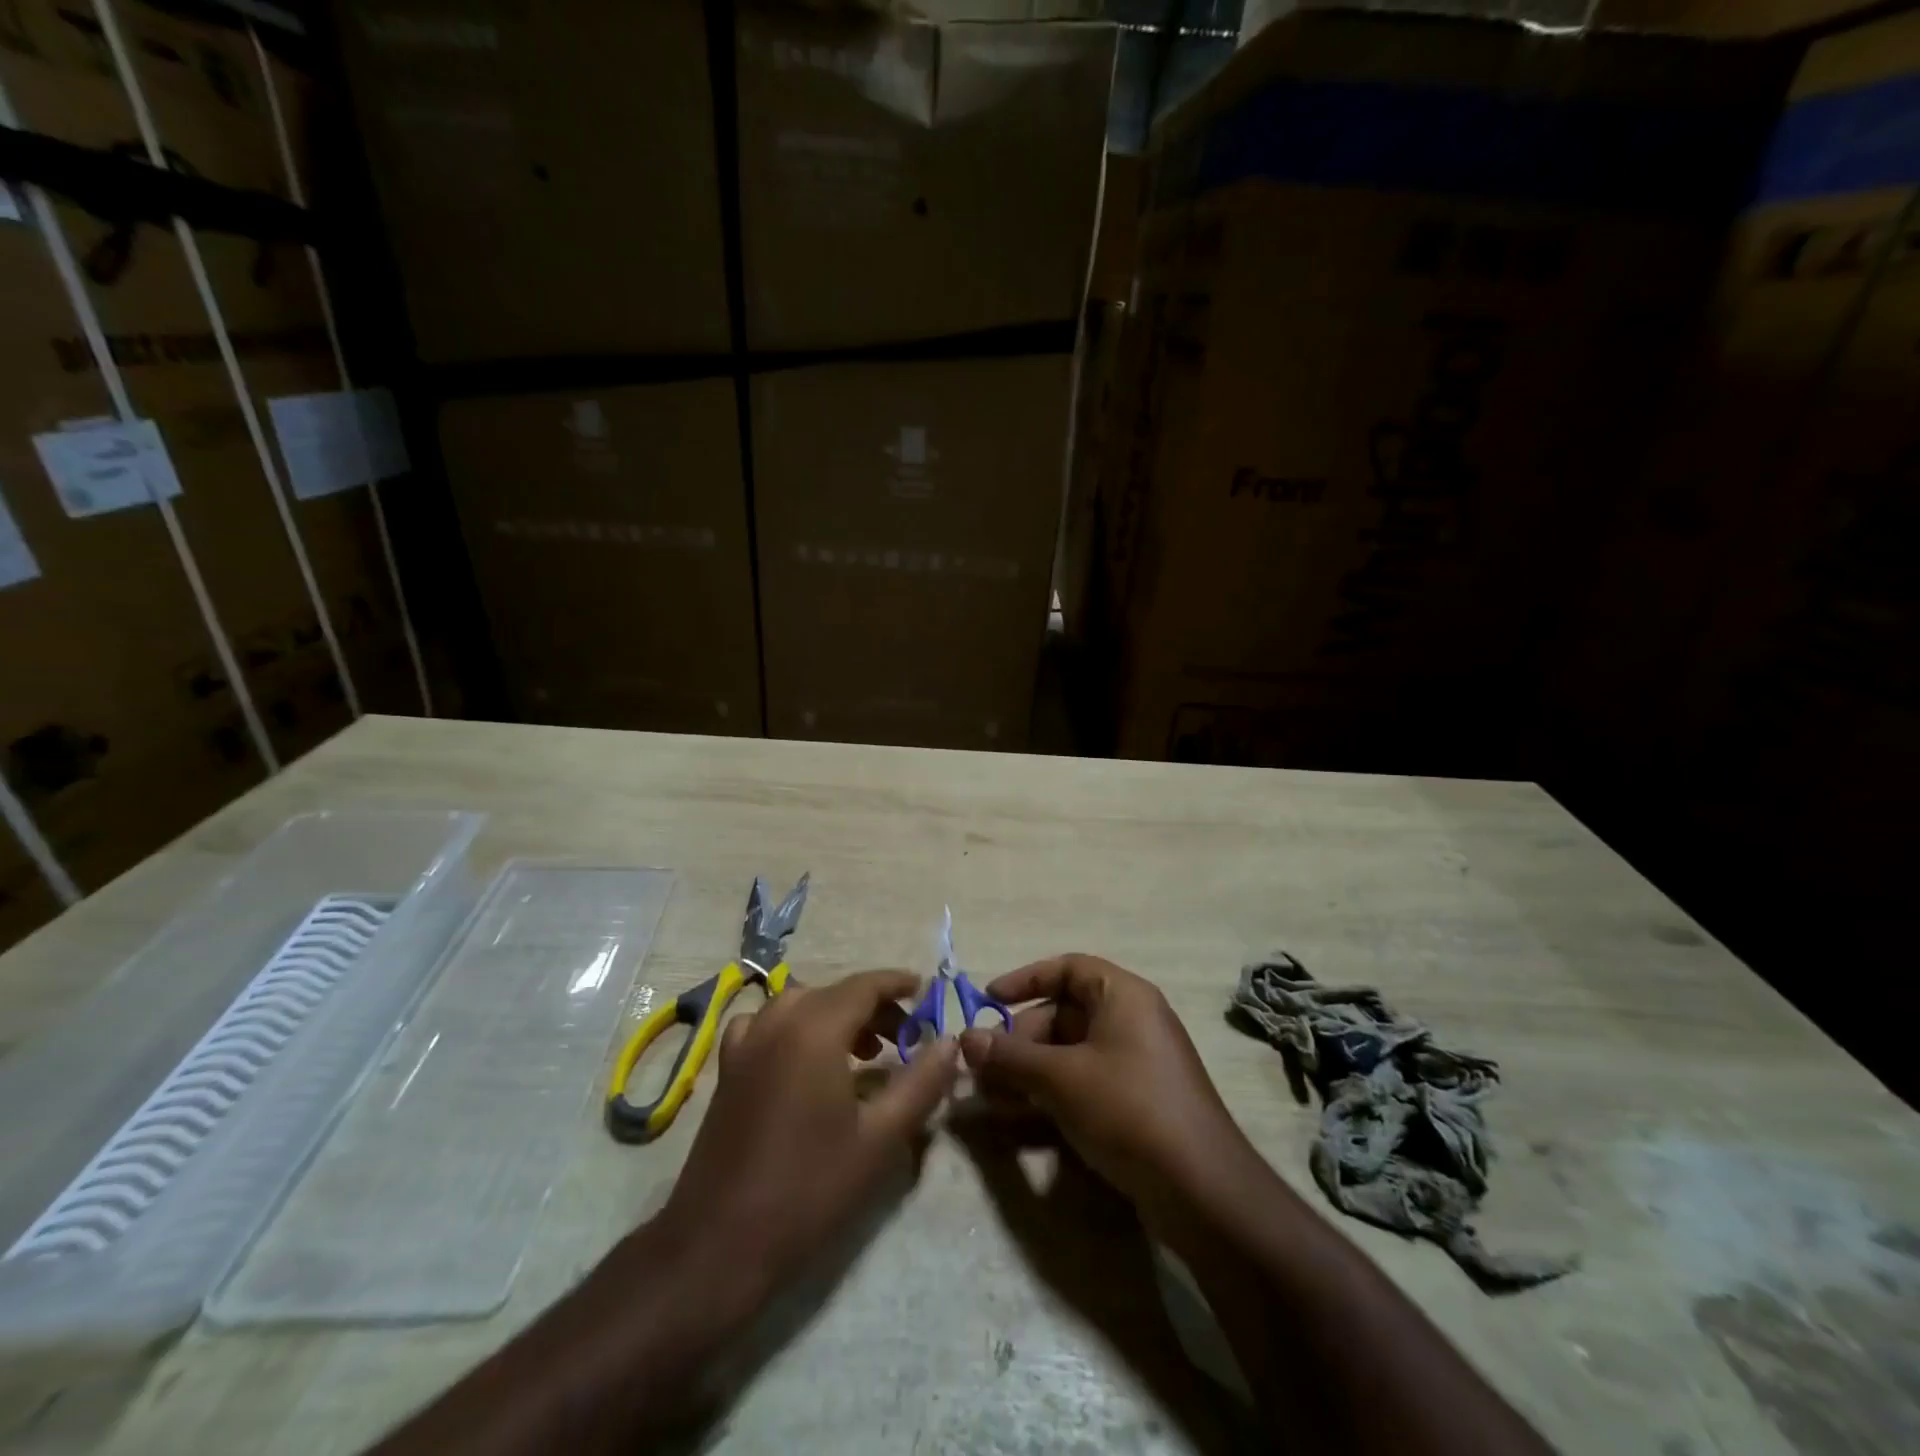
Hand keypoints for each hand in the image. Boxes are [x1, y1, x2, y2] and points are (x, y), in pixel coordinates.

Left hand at [657, 970, 957, 1293]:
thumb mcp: (881, 1139)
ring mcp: (746, 1042)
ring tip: (864, 1052)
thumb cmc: (809, 1189)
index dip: (898, 984)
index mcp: (815, 1028)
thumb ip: (922, 1082)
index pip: (865, 985)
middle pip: (835, 992)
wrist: (718, 1243)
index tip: (926, 992)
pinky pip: (769, 1024)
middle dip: (874, 1007)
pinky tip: (806, 1062)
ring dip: (836, 1015)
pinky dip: (797, 1027)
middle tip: (904, 1037)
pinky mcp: (728, 1067)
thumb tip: (950, 1042)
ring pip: (802, 1004)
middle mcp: (777, 1020)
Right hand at [958, 954, 1255, 1233]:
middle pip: (1064, 1014)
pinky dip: (1052, 1092)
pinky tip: (1021, 1117)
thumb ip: (1011, 1056)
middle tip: (983, 1067)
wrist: (1201, 1189)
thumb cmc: (1128, 1109)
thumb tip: (965, 1038)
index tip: (988, 1000)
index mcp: (1123, 996)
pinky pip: (1085, 1082)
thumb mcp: (1061, 1077)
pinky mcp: (1137, 1101)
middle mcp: (1132, 1020)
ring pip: (1071, 1053)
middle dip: (1020, 1039)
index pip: (1067, 969)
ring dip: (1030, 1070)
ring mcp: (1137, 1063)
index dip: (1025, 979)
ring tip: (990, 1096)